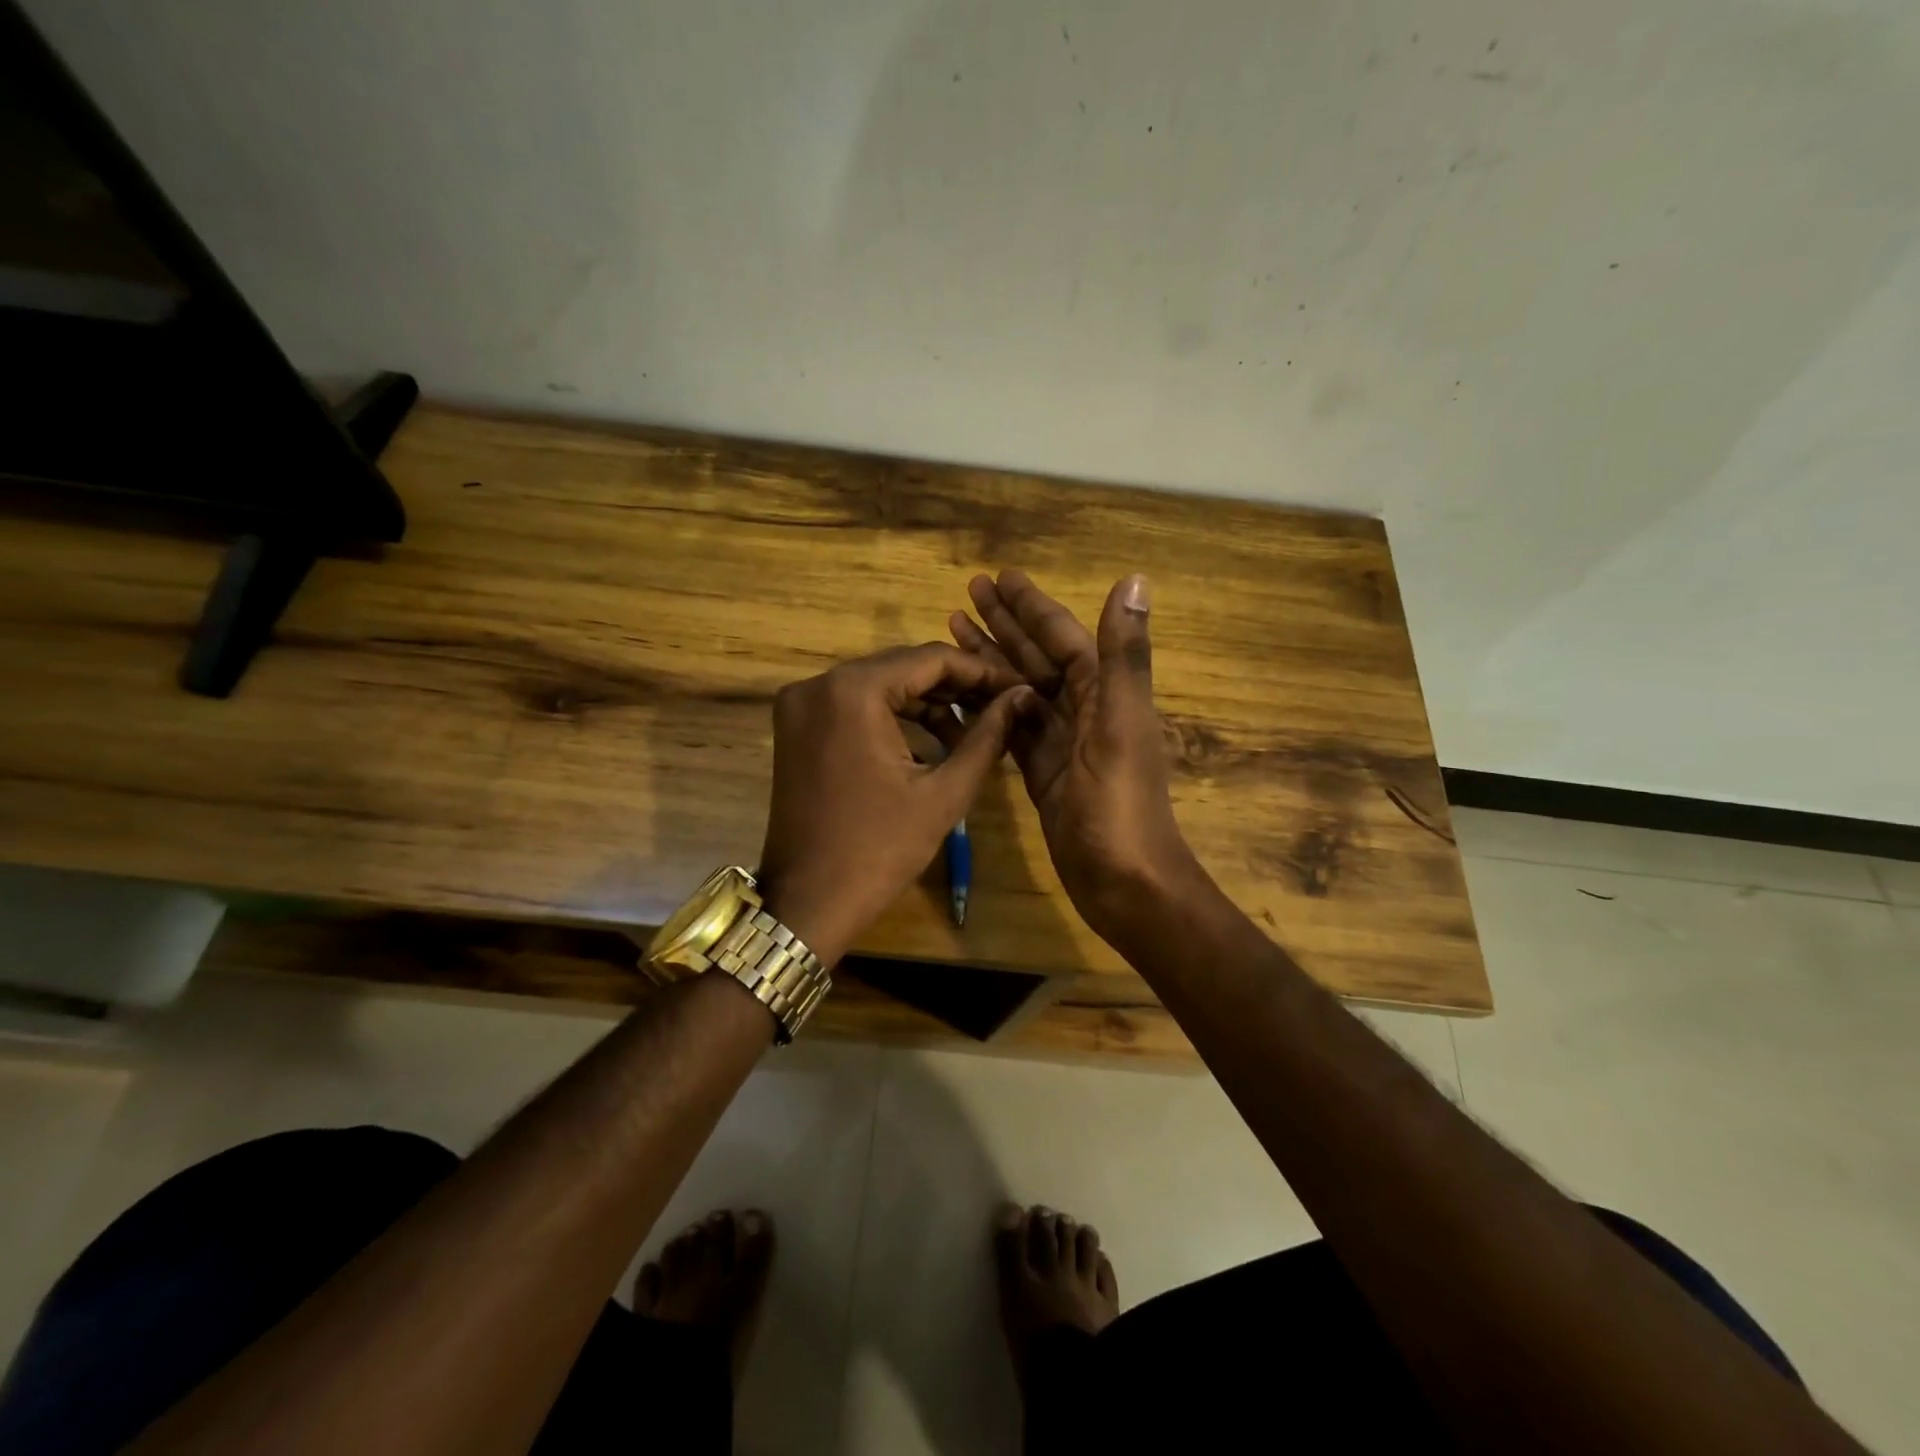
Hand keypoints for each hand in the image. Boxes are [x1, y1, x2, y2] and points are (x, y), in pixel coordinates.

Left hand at [756, 643, 1032, 966]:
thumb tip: (1021, 697)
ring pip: (879, 684)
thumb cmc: (880, 850)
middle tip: (1001, 706)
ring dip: (926, 702)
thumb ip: (987, 736)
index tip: (1018, 687)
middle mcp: (818, 683)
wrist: (808, 902)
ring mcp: (800, 704)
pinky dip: (893, 716)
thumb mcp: (944, 793)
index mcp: (852, 691)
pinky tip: (932, 739)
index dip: (981, 671)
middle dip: (955, 686)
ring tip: (974, 728)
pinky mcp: (796, 725)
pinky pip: (855, 704)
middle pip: (902, 667)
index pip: (930, 659)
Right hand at [950, 570, 1200, 942]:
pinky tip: (961, 695)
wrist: (1123, 882)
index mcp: (1105, 692)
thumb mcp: (1121, 724)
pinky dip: (987, 709)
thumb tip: (1136, 579)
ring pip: (1019, 690)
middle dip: (1005, 624)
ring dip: (991, 660)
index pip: (1062, 637)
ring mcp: (1061, 743)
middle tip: (966, 593)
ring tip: (953, 630)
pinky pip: (1010, 729)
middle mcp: (1084, 710)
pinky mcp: (1041, 773)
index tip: (999, 576)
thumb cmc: (1120, 804)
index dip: (1032, 606)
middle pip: (1037, 657)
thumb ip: (1124, 655)